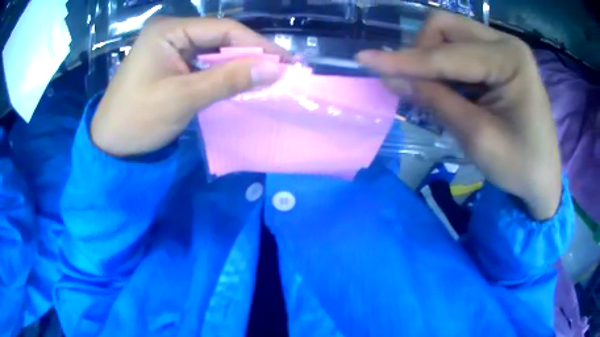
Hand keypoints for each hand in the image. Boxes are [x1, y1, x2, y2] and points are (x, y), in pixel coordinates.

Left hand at [91, 17, 287, 156]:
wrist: (109, 144)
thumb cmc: (138, 120)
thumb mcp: (183, 98)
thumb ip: (228, 80)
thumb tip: (274, 69)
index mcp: (168, 30)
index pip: (223, 29)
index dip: (257, 44)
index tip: (286, 61)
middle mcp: (171, 31)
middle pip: (220, 36)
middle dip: (249, 53)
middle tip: (280, 70)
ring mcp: (170, 46)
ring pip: (213, 49)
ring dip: (237, 63)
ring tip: (266, 75)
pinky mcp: (170, 61)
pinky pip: (202, 61)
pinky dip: (221, 72)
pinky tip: (239, 80)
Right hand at [357, 12, 560, 219]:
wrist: (544, 180)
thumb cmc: (520, 167)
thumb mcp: (478, 139)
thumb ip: (436, 102)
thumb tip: (391, 78)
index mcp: (510, 59)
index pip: (447, 54)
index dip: (405, 60)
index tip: (364, 60)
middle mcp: (505, 42)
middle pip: (445, 27)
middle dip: (422, 52)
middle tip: (418, 85)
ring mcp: (503, 47)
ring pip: (450, 35)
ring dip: (433, 60)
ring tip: (437, 94)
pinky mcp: (500, 58)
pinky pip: (461, 49)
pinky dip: (446, 68)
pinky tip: (452, 92)